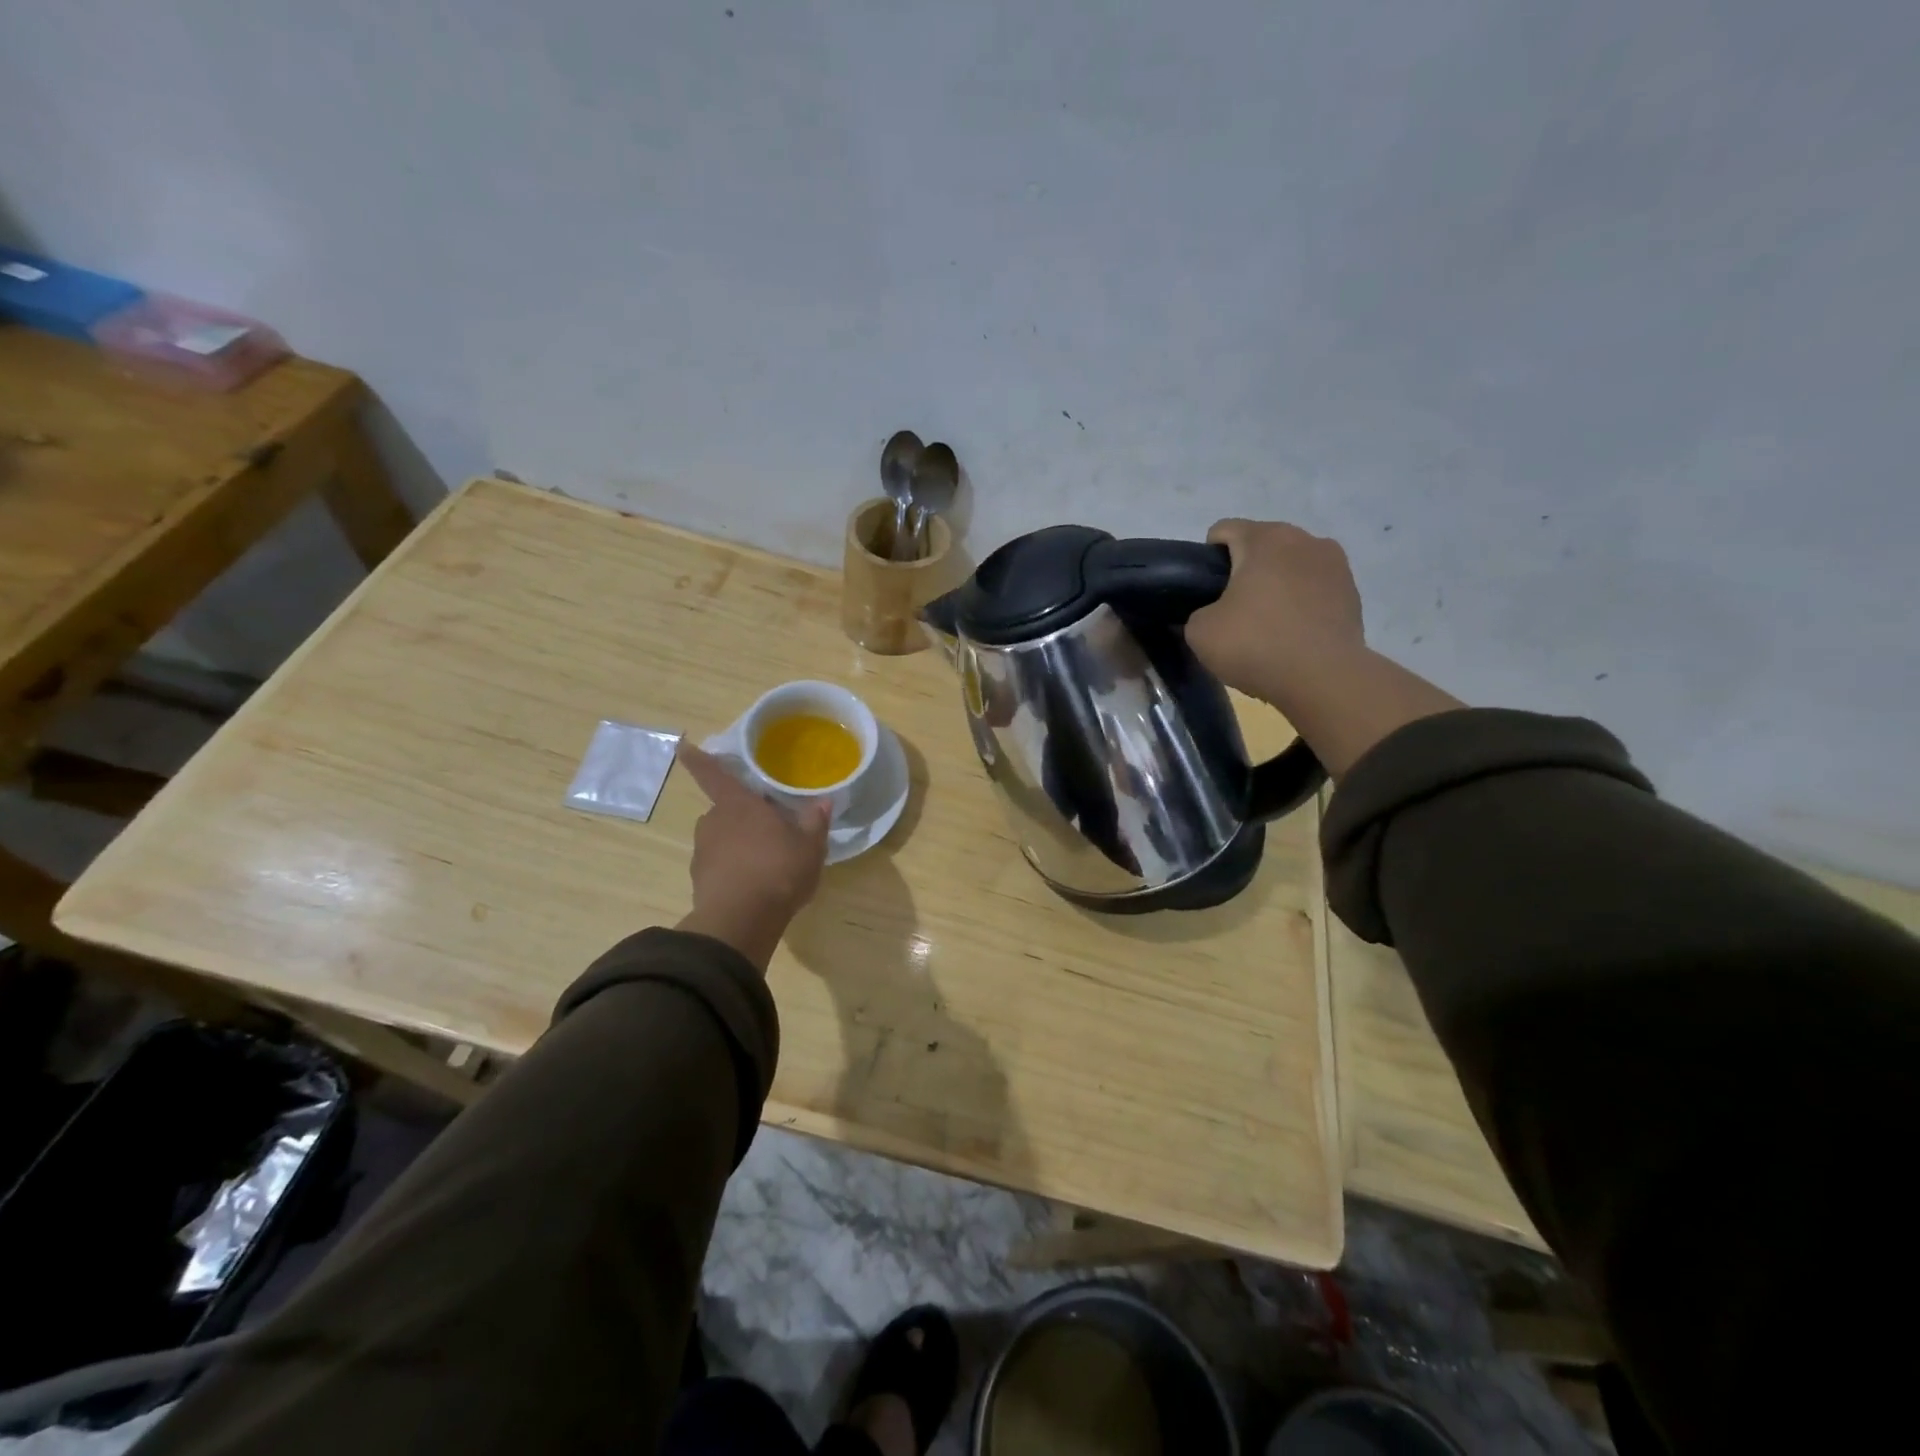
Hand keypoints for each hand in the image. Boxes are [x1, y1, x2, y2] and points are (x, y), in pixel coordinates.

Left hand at [674, 744, 831, 969]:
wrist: (741, 921)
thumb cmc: (778, 870)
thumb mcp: (810, 846)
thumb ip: (815, 822)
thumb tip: (823, 801)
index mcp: (738, 804)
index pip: (713, 774)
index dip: (698, 758)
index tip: (681, 743)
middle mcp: (714, 822)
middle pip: (725, 810)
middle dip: (743, 815)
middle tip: (769, 828)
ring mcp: (702, 852)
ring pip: (721, 838)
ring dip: (739, 844)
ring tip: (766, 861)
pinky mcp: (699, 880)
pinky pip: (719, 865)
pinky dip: (733, 870)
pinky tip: (754, 884)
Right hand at [1187, 519, 1366, 709]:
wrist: (1324, 678)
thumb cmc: (1256, 644)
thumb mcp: (1200, 632)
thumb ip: (1197, 612)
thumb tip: (1212, 614)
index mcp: (1264, 538)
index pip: (1223, 530)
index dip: (1206, 559)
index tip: (1205, 593)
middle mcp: (1304, 539)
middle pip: (1261, 545)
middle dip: (1244, 570)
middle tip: (1232, 611)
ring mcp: (1335, 563)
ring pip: (1291, 565)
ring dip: (1276, 584)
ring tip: (1267, 624)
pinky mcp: (1352, 591)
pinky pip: (1314, 588)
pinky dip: (1300, 603)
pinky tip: (1293, 633)